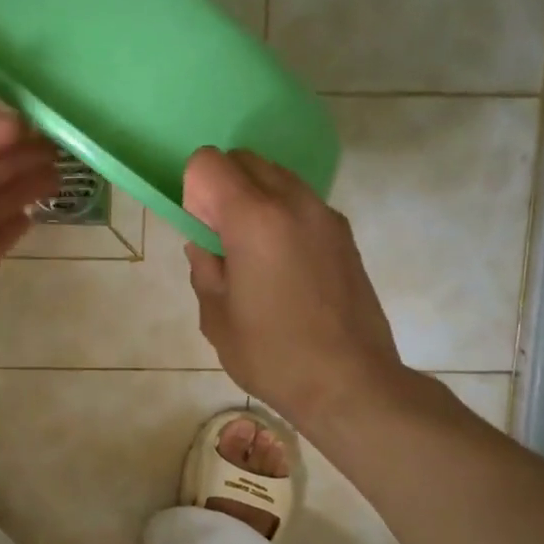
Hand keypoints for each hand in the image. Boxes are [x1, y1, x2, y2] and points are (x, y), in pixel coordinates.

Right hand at [183, 147, 411, 432]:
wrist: (350, 383)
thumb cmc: (273, 356)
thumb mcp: (217, 318)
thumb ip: (204, 269)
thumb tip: (205, 246)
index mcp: (254, 219)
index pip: (210, 163)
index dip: (193, 190)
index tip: (199, 228)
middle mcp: (293, 202)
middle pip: (246, 160)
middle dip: (223, 187)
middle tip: (221, 240)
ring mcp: (326, 216)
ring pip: (278, 178)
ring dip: (255, 199)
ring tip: (253, 255)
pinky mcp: (345, 236)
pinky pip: (302, 204)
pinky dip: (282, 216)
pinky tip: (283, 267)